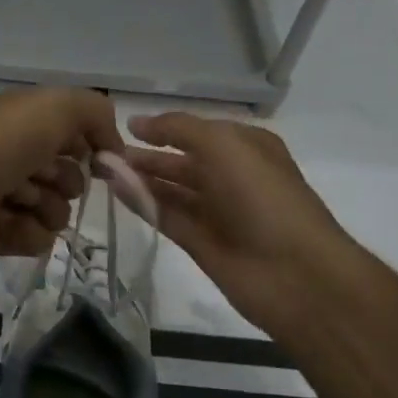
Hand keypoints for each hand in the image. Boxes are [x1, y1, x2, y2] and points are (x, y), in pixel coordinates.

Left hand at [0, 89, 122, 279]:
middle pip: (64, 173)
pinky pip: (30, 238)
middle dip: (66, 180)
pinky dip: (28, 235)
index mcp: (19, 119)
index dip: (89, 145)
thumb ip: (94, 112)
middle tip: (46, 180)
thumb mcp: (53, 107)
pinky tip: (12, 228)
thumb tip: (110, 145)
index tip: (101, 161)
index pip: (71, 132)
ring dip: (49, 209)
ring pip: (52, 209)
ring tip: (23, 204)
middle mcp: (8, 152)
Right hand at [123, 112, 372, 337]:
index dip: (164, 127)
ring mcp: (218, 212)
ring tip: (102, 169)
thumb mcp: (222, 145)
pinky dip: (144, 203)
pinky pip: (168, 216)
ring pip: (172, 189)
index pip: (198, 131)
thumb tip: (137, 123)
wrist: (295, 273)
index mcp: (246, 147)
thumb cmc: (261, 195)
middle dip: (146, 154)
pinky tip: (117, 191)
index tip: (125, 126)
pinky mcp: (203, 243)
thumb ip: (177, 129)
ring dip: (140, 178)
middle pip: (182, 160)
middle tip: (103, 151)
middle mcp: (232, 176)